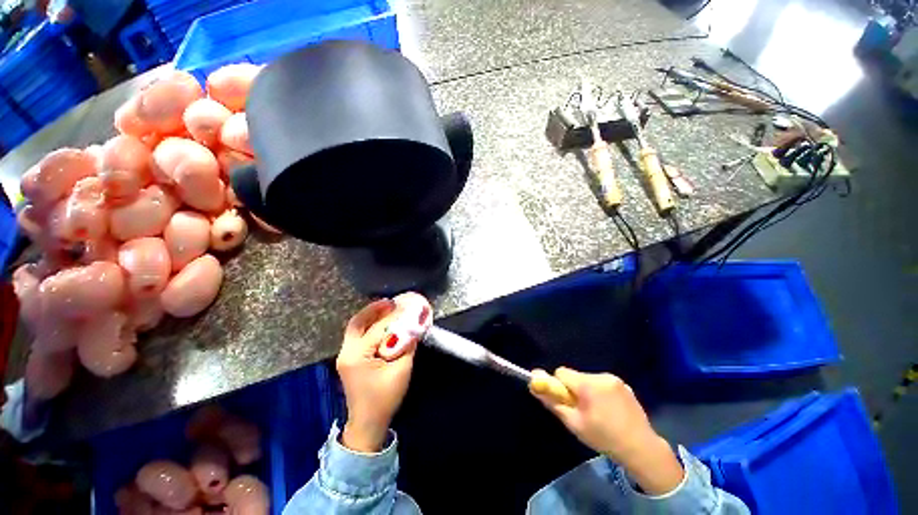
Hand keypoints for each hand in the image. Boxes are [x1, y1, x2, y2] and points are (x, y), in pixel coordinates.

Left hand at [337, 299, 419, 452]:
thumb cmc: (385, 397)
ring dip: (370, 316)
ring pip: (356, 327)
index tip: (407, 307)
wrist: (368, 423)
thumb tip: (413, 326)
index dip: (395, 318)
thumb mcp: (401, 369)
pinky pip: (357, 335)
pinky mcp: (349, 358)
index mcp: (357, 356)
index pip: (378, 329)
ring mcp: (344, 355)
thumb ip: (407, 345)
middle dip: (374, 309)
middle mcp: (346, 352)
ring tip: (387, 307)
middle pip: (358, 323)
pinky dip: (368, 325)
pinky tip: (381, 323)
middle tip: (391, 302)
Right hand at [530, 368, 683, 494]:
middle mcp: (601, 376)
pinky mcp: (625, 385)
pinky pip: (603, 383)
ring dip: (587, 391)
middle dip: (574, 389)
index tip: (566, 401)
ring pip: (589, 379)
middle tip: (582, 411)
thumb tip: (533, 384)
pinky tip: (610, 411)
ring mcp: (615, 379)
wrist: (641, 449)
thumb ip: (552, 402)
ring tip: (598, 413)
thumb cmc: (603, 437)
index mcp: (588, 384)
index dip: (559, 385)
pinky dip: (600, 393)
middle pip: (576, 376)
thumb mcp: (573, 423)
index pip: (562, 372)